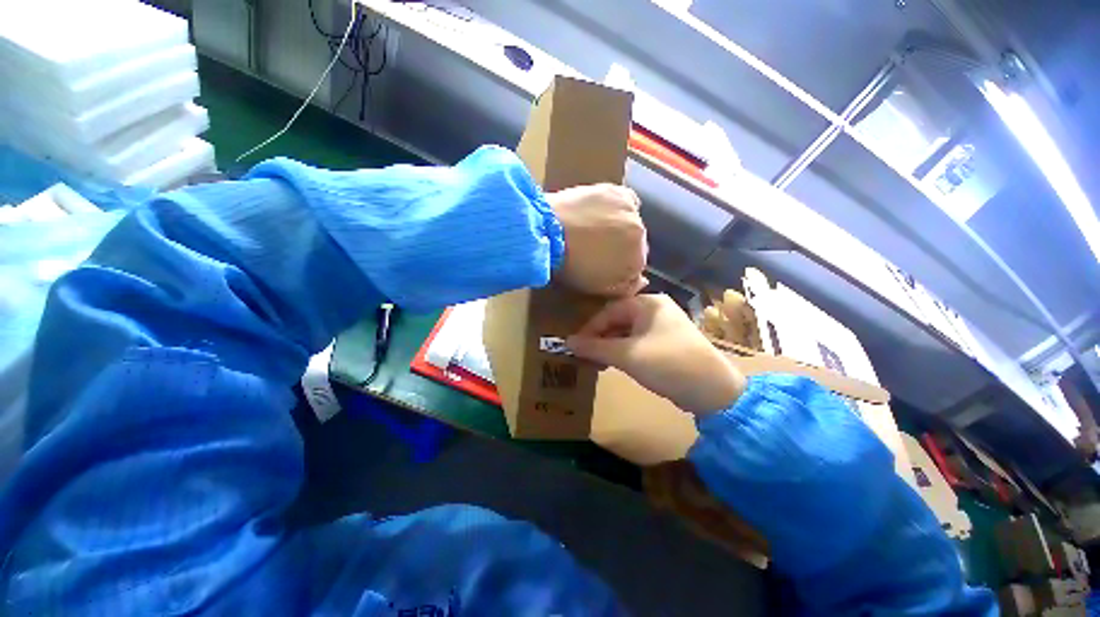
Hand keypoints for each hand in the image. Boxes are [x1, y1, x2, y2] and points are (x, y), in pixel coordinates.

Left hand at [548, 184, 646, 295]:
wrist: (548, 232)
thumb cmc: (572, 265)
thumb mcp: (599, 287)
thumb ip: (626, 287)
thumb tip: (642, 281)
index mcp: (638, 259)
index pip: (637, 267)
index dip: (621, 268)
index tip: (605, 266)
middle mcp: (640, 233)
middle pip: (636, 244)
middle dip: (622, 247)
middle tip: (598, 249)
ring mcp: (629, 210)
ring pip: (631, 223)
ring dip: (621, 228)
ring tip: (596, 230)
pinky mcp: (615, 191)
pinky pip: (627, 201)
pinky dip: (619, 209)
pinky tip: (604, 213)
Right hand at [567, 294, 745, 414]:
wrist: (713, 390)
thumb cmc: (666, 363)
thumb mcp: (627, 355)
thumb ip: (595, 347)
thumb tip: (568, 342)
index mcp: (648, 303)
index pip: (609, 311)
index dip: (590, 328)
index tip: (576, 346)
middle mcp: (656, 310)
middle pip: (619, 320)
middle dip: (600, 338)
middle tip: (586, 355)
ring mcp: (664, 326)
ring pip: (628, 332)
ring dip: (611, 345)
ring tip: (597, 361)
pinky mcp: (668, 342)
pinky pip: (639, 341)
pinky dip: (625, 351)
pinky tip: (616, 363)